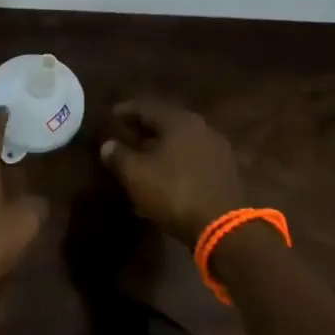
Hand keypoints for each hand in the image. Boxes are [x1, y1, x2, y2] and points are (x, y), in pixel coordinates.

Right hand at [99, 99, 244, 247]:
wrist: (223, 225)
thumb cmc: (173, 192)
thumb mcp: (136, 174)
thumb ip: (119, 156)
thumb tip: (108, 145)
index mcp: (180, 122)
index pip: (148, 108)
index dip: (127, 111)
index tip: (112, 114)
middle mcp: (202, 129)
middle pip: (168, 124)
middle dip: (145, 129)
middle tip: (126, 134)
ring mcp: (218, 150)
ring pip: (182, 143)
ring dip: (161, 148)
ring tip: (143, 157)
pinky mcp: (226, 172)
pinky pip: (193, 160)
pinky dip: (176, 163)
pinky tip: (165, 176)